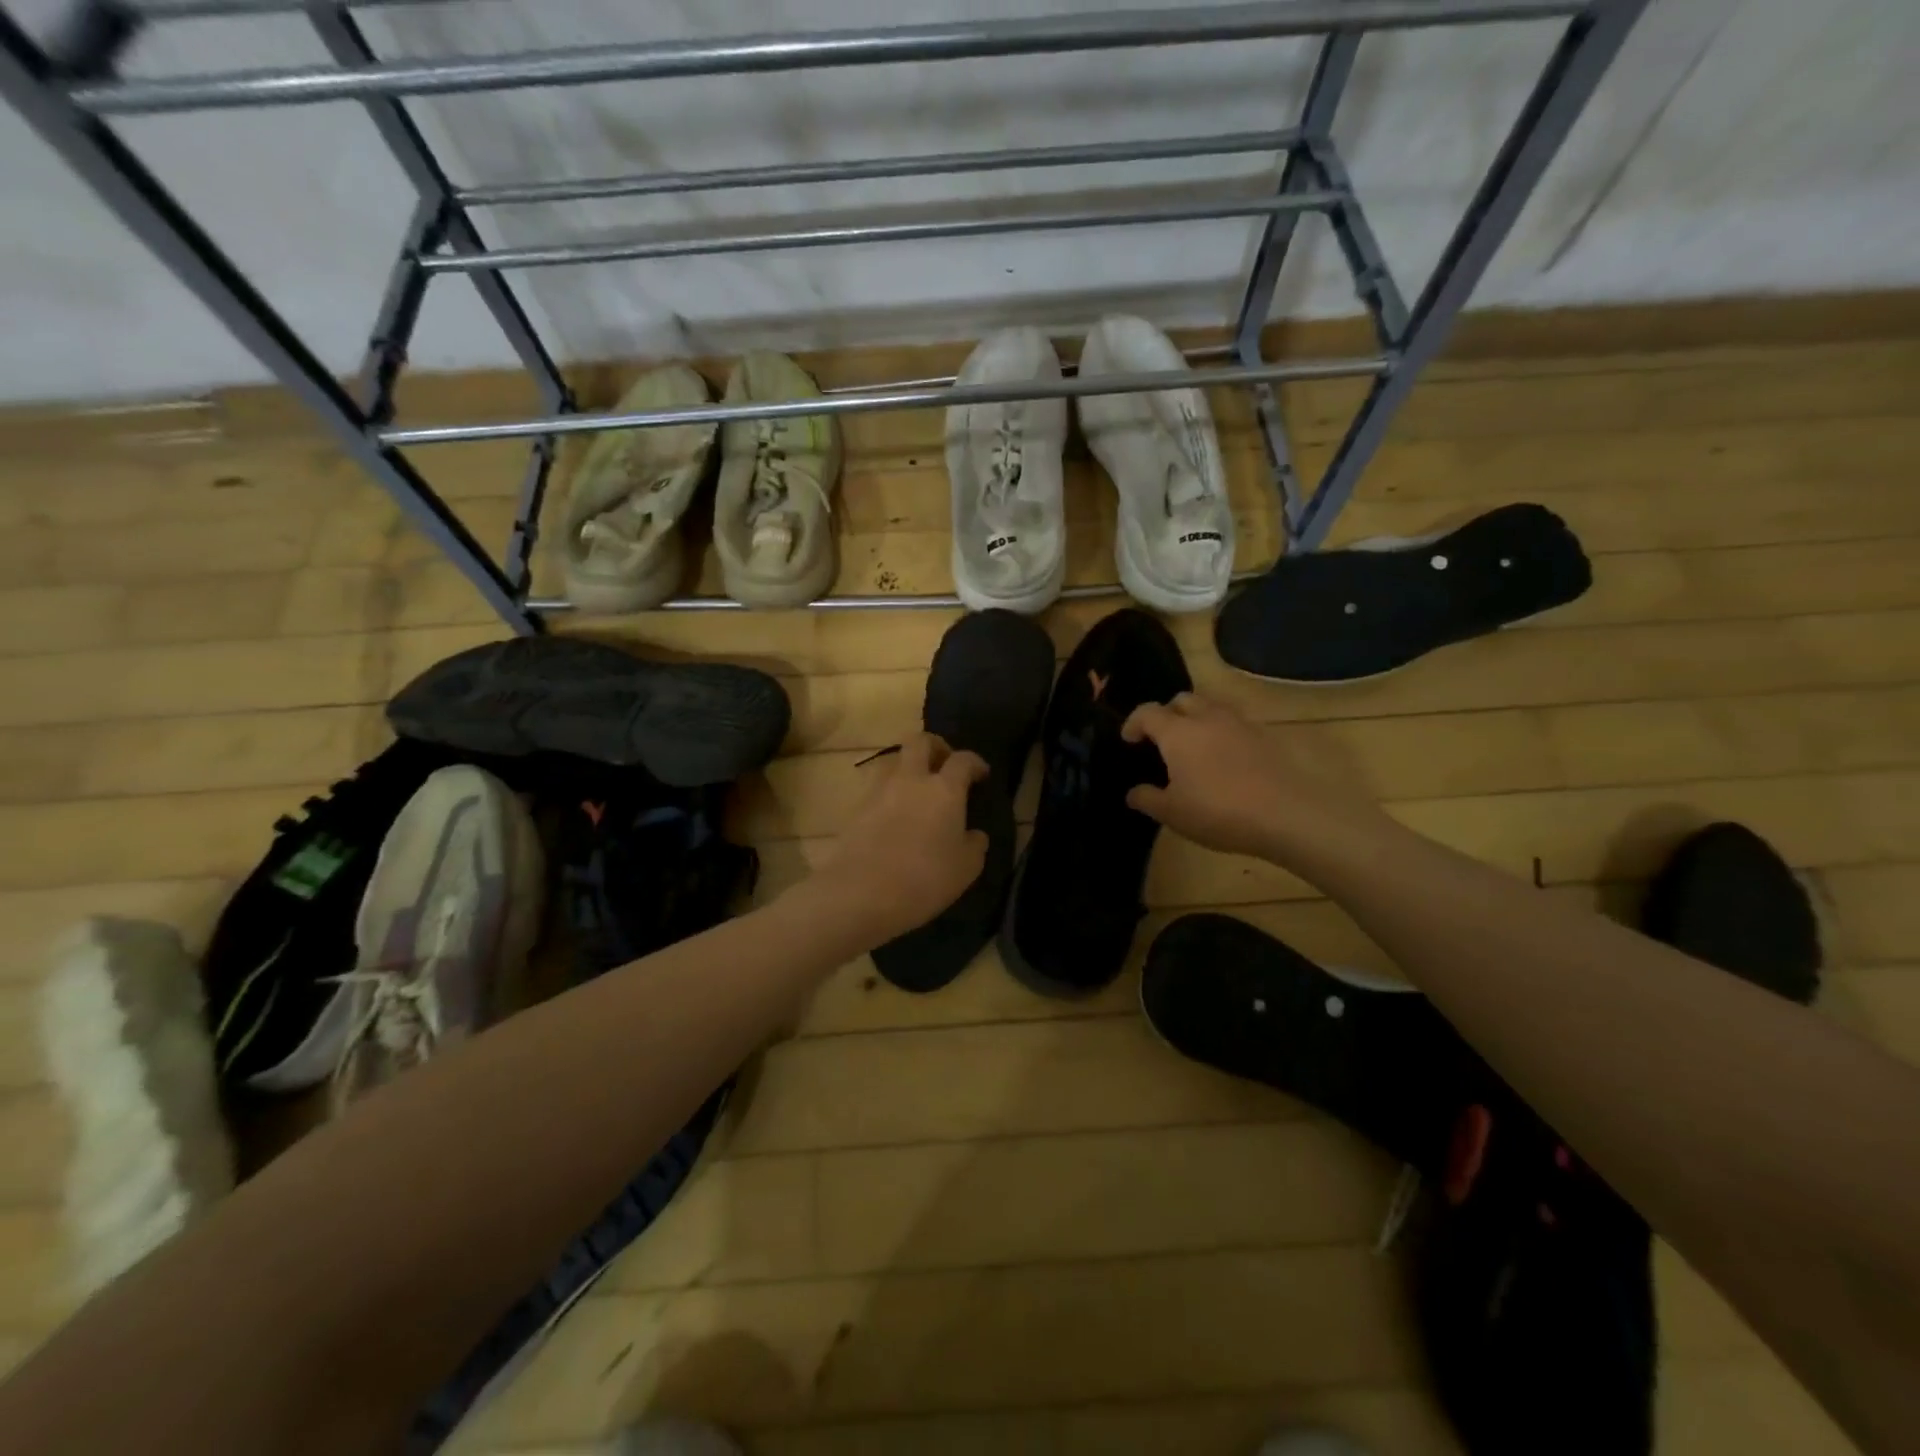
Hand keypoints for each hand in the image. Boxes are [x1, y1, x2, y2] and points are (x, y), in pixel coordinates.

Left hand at [810, 732, 989, 945]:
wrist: (860, 893)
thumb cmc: (924, 879)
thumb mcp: (966, 869)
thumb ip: (975, 845)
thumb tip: (974, 834)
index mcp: (944, 789)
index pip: (963, 759)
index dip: (975, 762)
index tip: (981, 774)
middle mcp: (910, 779)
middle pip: (920, 741)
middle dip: (935, 746)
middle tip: (944, 764)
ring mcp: (878, 791)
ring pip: (893, 761)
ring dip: (907, 767)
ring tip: (917, 790)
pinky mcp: (855, 808)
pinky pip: (876, 788)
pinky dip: (889, 794)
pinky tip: (895, 816)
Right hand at [1122, 693, 1376, 861]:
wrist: (1287, 814)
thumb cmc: (1218, 811)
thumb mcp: (1172, 813)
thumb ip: (1147, 799)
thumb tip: (1133, 792)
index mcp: (1178, 732)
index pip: (1147, 712)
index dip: (1133, 723)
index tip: (1128, 740)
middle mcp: (1207, 718)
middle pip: (1182, 700)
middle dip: (1168, 713)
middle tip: (1162, 738)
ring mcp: (1240, 724)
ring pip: (1212, 707)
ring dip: (1197, 718)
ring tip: (1195, 746)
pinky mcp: (1265, 736)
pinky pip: (1235, 724)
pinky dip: (1223, 733)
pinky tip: (1225, 759)